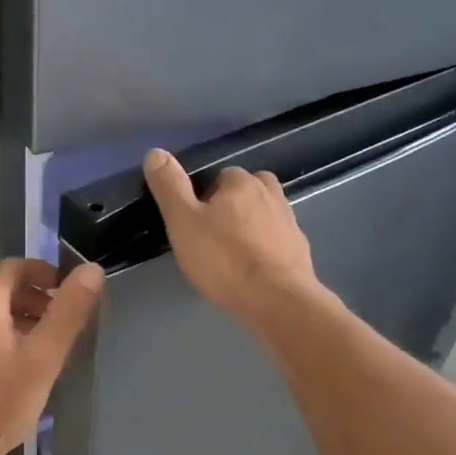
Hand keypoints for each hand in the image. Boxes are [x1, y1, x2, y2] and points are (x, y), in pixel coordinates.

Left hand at [0, 258, 103, 454]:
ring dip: (23, 319)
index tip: (70, 290)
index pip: (14, 267)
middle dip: (37, 298)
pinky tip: (22, 369)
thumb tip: (92, 270)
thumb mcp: (43, 356)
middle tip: (65, 320)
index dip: (45, 272)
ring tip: (50, 345)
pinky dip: (6, 337)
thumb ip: (69, 312)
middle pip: (3, 290)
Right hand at [142, 149, 323, 326]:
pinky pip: (276, 241)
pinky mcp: (300, 250)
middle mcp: (271, 193)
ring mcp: (290, 222)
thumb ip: (169, 187)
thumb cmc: (224, 260)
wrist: (278, 301)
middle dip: (229, 210)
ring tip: (231, 256)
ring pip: (262, 216)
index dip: (203, 200)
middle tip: (211, 240)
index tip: (193, 225)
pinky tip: (253, 270)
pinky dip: (265, 249)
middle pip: (244, 193)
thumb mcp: (183, 222)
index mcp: (242, 182)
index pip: (218, 177)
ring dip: (249, 228)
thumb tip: (155, 152)